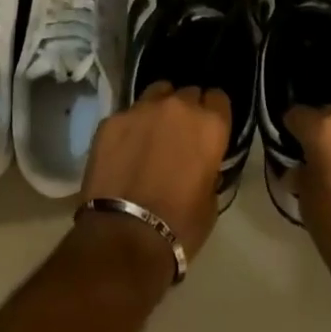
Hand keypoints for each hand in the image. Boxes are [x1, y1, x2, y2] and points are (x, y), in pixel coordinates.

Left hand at [81, 83, 231, 265]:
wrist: (124, 238)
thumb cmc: (179, 227)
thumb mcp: (210, 201)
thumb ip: (209, 169)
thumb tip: (201, 163)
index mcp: (209, 125)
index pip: (219, 98)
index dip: (214, 113)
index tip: (208, 131)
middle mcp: (178, 106)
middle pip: (188, 93)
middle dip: (187, 110)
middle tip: (179, 137)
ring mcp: (142, 109)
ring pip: (157, 93)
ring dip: (159, 110)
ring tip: (151, 135)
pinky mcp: (112, 119)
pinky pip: (127, 115)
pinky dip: (129, 128)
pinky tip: (124, 151)